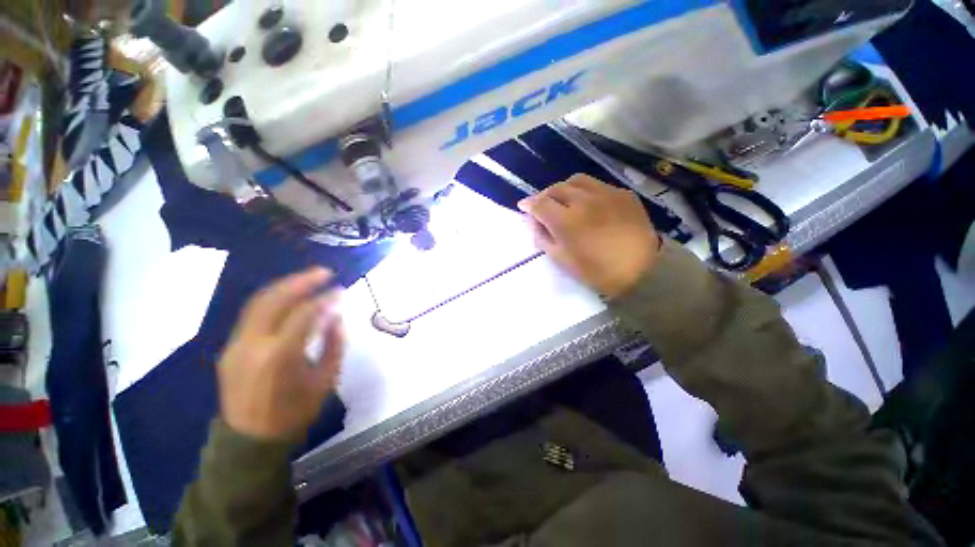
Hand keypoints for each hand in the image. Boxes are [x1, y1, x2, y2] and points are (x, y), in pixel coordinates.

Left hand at [218, 268, 344, 440]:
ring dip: (285, 286)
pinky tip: (289, 297)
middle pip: (275, 300)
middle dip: (301, 281)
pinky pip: (252, 315)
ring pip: (258, 303)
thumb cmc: (294, 412)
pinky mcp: (230, 347)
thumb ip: (334, 344)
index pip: (305, 314)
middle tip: (324, 273)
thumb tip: (336, 316)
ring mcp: (237, 345)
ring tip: (308, 278)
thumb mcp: (325, 380)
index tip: (342, 291)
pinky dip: (273, 301)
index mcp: (280, 356)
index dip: (326, 300)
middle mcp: (253, 344)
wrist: (249, 441)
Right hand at [518, 174, 659, 297]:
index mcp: (566, 221)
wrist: (642, 270)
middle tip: (542, 206)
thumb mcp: (562, 260)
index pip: (539, 204)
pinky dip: (586, 191)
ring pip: (576, 180)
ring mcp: (606, 193)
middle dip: (544, 196)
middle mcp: (583, 200)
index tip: (523, 207)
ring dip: (564, 188)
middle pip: (556, 188)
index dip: (528, 204)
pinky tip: (589, 204)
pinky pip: (597, 185)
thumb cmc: (597, 271)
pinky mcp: (623, 194)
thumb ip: (543, 239)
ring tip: (564, 200)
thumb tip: (533, 223)